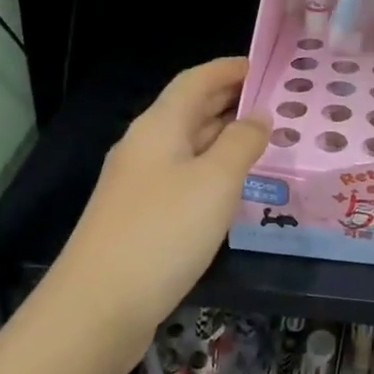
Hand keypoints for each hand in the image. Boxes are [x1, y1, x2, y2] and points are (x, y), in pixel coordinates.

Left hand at [50, 58, 267, 348]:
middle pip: (189, 109)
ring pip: (187, 145)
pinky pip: (182, 177)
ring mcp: (138, 184)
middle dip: (229, 99)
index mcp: (159, 126)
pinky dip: (211, 169)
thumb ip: (242, 142)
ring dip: (222, 136)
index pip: (196, 80)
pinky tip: (231, 187)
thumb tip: (259, 115)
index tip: (266, 66)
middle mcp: (144, 147)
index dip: (230, 69)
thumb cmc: (163, 232)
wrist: (97, 307)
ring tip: (263, 139)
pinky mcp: (139, 217)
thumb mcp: (215, 181)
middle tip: (275, 101)